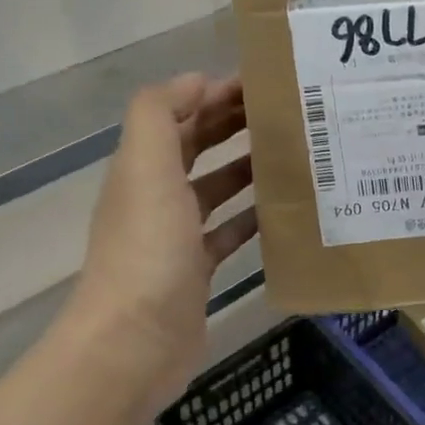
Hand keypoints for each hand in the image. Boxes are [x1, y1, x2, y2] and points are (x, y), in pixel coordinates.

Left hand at [62, 74, 256, 414]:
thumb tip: (196, 81)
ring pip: (214, 189)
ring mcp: (175, 237)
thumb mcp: (146, 167)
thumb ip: (160, 113)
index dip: (213, 94)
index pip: (178, 115)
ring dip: (245, 168)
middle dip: (232, 124)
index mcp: (142, 167)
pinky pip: (227, 234)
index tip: (261, 82)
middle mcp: (155, 197)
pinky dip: (250, 219)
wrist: (134, 342)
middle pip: (195, 148)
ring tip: (290, 154)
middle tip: (284, 112)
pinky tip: (282, 212)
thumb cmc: (147, 248)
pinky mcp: (196, 272)